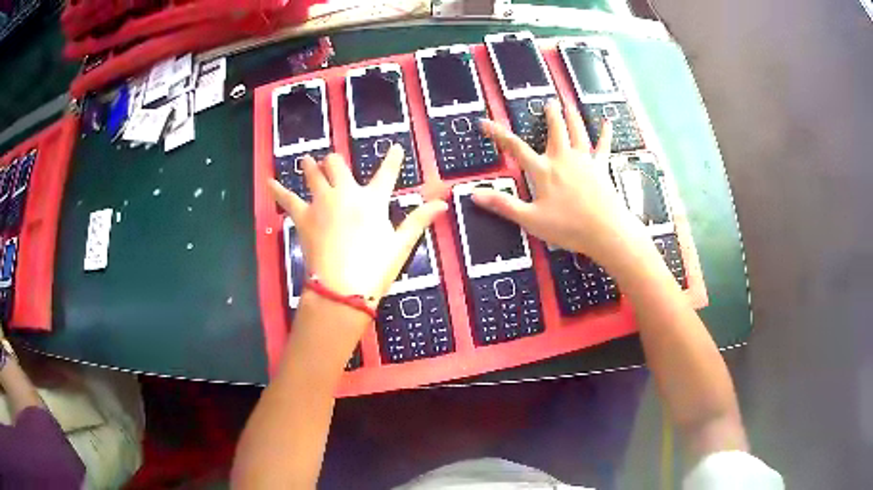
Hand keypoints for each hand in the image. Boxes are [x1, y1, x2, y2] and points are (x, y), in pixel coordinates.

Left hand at [268, 146, 447, 303]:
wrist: (342, 288)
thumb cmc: (374, 267)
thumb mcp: (401, 244)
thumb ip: (419, 219)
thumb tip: (443, 203)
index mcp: (372, 200)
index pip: (386, 173)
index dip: (392, 158)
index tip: (394, 147)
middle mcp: (345, 193)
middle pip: (338, 165)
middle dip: (336, 162)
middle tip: (333, 163)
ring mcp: (322, 202)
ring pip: (313, 174)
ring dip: (310, 166)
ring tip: (306, 160)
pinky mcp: (303, 217)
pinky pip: (287, 199)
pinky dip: (278, 190)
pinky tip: (269, 181)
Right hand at [472, 100, 648, 270]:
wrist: (605, 231)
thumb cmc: (568, 227)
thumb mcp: (530, 219)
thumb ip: (504, 204)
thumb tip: (475, 194)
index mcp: (543, 171)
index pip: (515, 148)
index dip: (498, 134)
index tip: (485, 122)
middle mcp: (563, 159)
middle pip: (555, 130)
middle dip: (550, 115)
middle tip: (549, 102)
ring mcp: (584, 161)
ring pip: (577, 132)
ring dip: (572, 117)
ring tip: (568, 104)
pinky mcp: (601, 168)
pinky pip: (603, 146)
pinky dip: (605, 134)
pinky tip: (607, 123)